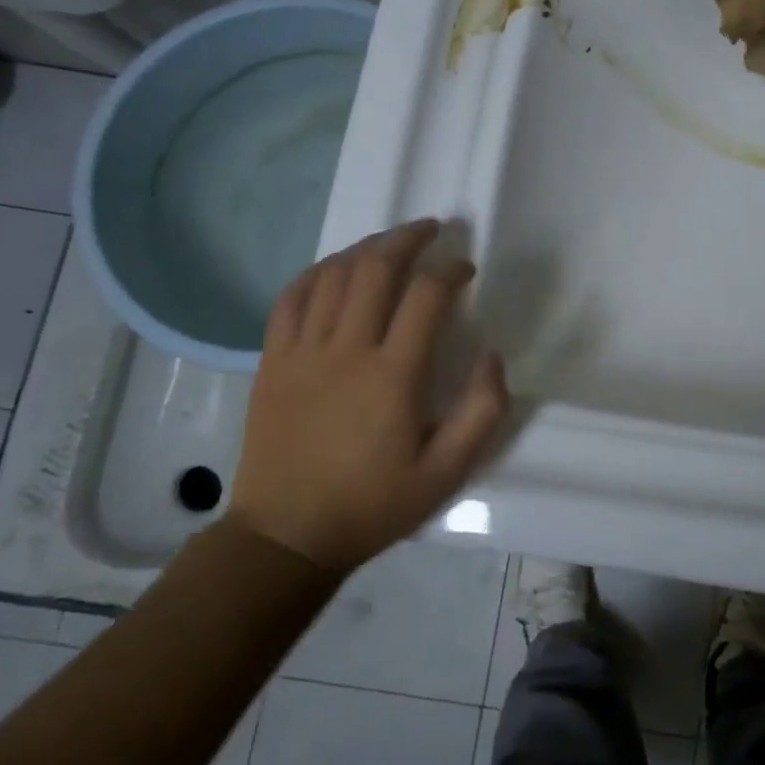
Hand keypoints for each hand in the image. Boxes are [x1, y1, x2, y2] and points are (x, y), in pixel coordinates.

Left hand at [228, 221, 508, 572]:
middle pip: (376, 269)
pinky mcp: (273, 362)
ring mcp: (302, 353)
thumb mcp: (447, 472)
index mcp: (394, 376)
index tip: (466, 269)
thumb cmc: (373, 504)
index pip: (426, 297)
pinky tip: (336, 268)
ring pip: (334, 275)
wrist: (287, 536)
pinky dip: (318, 272)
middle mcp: (347, 351)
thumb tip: (492, 355)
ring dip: (366, 248)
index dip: (451, 271)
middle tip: (432, 229)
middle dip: (408, 239)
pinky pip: (291, 298)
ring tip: (390, 242)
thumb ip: (483, 411)